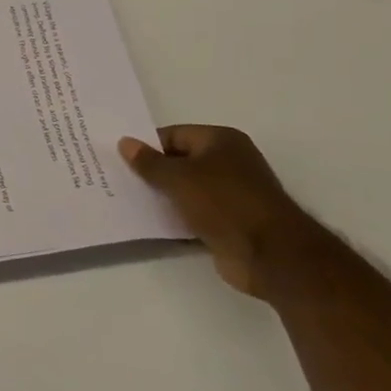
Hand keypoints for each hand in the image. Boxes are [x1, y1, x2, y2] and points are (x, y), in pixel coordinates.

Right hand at [118, 126, 331, 300]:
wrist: (271, 255)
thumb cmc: (224, 202)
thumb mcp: (178, 177)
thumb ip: (149, 162)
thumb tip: (124, 142)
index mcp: (221, 140)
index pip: (174, 135)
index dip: (147, 146)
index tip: (120, 158)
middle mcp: (229, 162)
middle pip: (181, 161)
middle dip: (153, 170)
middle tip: (119, 178)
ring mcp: (231, 194)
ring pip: (186, 188)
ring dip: (164, 195)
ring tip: (128, 198)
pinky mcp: (230, 222)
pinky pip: (195, 212)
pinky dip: (177, 215)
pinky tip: (153, 220)